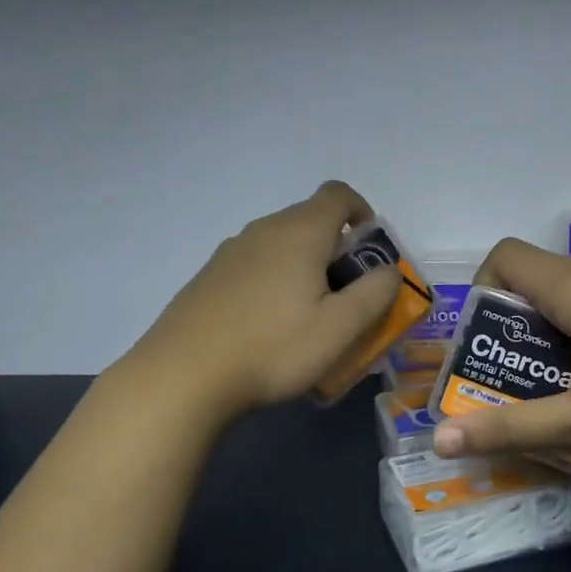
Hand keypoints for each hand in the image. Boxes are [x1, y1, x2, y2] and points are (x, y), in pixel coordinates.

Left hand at [131, 182, 400, 420]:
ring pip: (280, 245)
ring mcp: (229, 252)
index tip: (369, 250)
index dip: (362, 212)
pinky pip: (254, 266)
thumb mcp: (340, 328)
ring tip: (307, 317)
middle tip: (346, 296)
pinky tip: (267, 328)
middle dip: (336, 249)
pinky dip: (273, 282)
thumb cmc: (273, 348)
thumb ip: (375, 293)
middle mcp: (263, 230)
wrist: (182, 377)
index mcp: (300, 232)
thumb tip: (388, 269)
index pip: (338, 194)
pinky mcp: (207, 277)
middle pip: (309, 220)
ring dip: (303, 267)